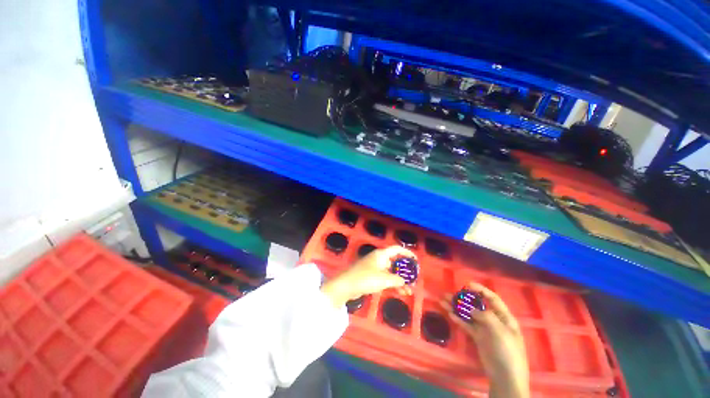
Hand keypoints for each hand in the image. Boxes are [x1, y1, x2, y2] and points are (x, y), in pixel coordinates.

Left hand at [321, 246, 415, 307]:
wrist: (346, 286)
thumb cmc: (366, 278)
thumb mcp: (384, 279)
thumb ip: (397, 279)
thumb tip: (405, 281)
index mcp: (381, 254)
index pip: (397, 249)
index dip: (407, 253)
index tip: (416, 260)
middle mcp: (379, 259)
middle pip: (395, 261)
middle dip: (404, 270)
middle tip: (414, 278)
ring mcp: (374, 267)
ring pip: (390, 272)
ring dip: (399, 280)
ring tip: (409, 290)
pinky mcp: (371, 276)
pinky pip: (385, 278)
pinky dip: (392, 283)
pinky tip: (400, 292)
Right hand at [443, 282, 528, 397]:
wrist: (505, 376)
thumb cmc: (507, 351)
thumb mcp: (500, 331)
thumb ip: (485, 316)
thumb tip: (470, 307)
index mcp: (504, 317)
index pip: (492, 298)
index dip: (480, 290)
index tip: (467, 285)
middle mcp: (494, 320)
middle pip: (477, 305)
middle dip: (463, 298)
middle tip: (449, 294)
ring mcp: (485, 329)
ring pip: (469, 314)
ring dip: (457, 307)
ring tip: (443, 301)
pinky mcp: (478, 337)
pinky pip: (466, 325)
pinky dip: (458, 319)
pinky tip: (449, 313)